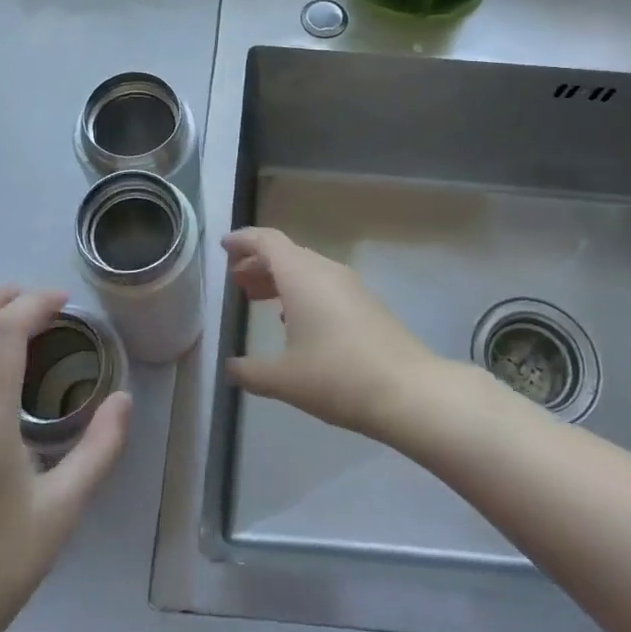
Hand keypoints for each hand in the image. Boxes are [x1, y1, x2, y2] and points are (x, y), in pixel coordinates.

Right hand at [222, 227, 442, 440]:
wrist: (406, 390)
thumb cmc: (337, 376)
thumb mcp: (283, 379)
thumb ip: (249, 371)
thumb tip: (230, 368)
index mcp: (301, 275)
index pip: (267, 241)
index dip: (243, 240)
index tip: (223, 247)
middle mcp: (325, 270)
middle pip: (286, 253)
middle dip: (258, 263)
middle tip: (235, 280)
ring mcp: (349, 286)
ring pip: (306, 270)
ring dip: (280, 278)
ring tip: (256, 298)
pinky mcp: (365, 304)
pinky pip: (323, 285)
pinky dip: (300, 292)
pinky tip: (293, 321)